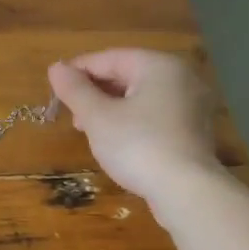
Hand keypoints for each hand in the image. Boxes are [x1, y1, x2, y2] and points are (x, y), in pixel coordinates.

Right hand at [47, 48, 221, 201]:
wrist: (186, 191)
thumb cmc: (138, 146)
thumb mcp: (98, 117)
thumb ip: (75, 90)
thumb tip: (56, 68)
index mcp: (159, 66)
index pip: (110, 58)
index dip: (78, 70)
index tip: (55, 87)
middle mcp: (181, 77)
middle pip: (128, 75)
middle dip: (95, 92)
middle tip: (71, 114)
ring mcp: (192, 104)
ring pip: (141, 96)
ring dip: (111, 108)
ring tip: (88, 129)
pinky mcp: (193, 130)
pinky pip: (156, 114)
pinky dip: (132, 121)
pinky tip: (116, 140)